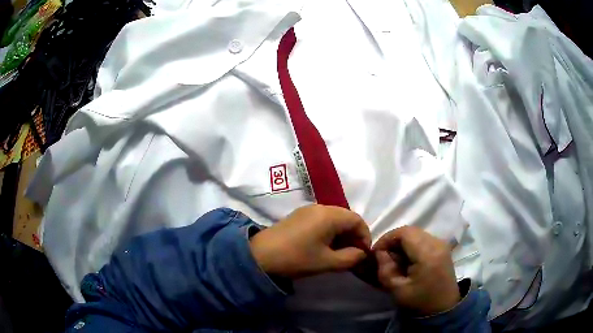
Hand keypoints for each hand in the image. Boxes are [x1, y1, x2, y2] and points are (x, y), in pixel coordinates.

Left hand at [250, 205, 370, 279]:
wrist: (260, 255)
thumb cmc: (297, 258)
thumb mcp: (327, 262)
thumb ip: (350, 258)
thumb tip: (361, 253)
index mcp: (330, 215)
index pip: (357, 220)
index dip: (365, 236)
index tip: (363, 253)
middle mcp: (321, 207)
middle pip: (346, 217)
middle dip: (353, 235)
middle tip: (352, 254)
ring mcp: (308, 210)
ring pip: (334, 218)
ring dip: (341, 234)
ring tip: (339, 252)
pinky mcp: (299, 215)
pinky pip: (322, 219)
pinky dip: (329, 231)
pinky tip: (324, 245)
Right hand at [373, 226, 459, 315]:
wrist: (443, 308)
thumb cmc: (419, 301)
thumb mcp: (397, 289)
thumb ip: (386, 269)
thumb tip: (379, 253)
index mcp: (427, 254)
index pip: (404, 233)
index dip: (387, 238)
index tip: (376, 252)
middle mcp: (437, 243)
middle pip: (411, 231)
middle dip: (393, 240)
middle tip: (383, 255)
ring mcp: (442, 244)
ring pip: (417, 233)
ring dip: (402, 242)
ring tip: (394, 258)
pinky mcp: (443, 247)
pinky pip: (423, 238)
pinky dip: (411, 244)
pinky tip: (407, 259)